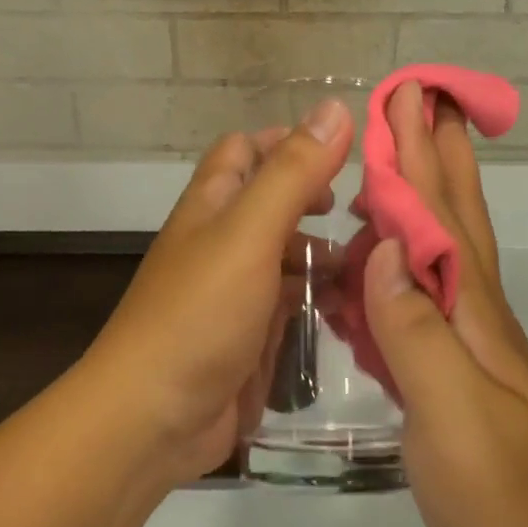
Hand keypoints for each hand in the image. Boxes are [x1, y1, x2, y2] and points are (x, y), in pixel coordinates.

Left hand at [81, 101, 353, 486]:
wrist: (154, 418)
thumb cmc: (200, 313)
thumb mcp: (249, 232)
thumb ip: (293, 172)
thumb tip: (336, 108)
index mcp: (213, 204)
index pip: (245, 149)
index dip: (288, 141)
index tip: (342, 152)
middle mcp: (223, 240)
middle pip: (273, 201)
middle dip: (318, 199)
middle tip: (366, 211)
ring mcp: (237, 290)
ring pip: (288, 254)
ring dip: (326, 253)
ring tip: (373, 261)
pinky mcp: (252, 334)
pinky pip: (292, 302)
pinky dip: (321, 297)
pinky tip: (355, 306)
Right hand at [362, 83, 527, 526]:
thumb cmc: (501, 489)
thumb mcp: (452, 411)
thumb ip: (414, 330)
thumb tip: (383, 249)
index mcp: (469, 305)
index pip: (440, 209)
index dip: (419, 150)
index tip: (407, 95)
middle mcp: (469, 306)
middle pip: (449, 211)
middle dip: (430, 150)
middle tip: (418, 99)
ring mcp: (461, 336)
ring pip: (433, 245)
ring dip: (415, 195)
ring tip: (387, 162)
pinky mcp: (447, 366)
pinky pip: (412, 294)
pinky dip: (393, 261)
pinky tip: (374, 260)